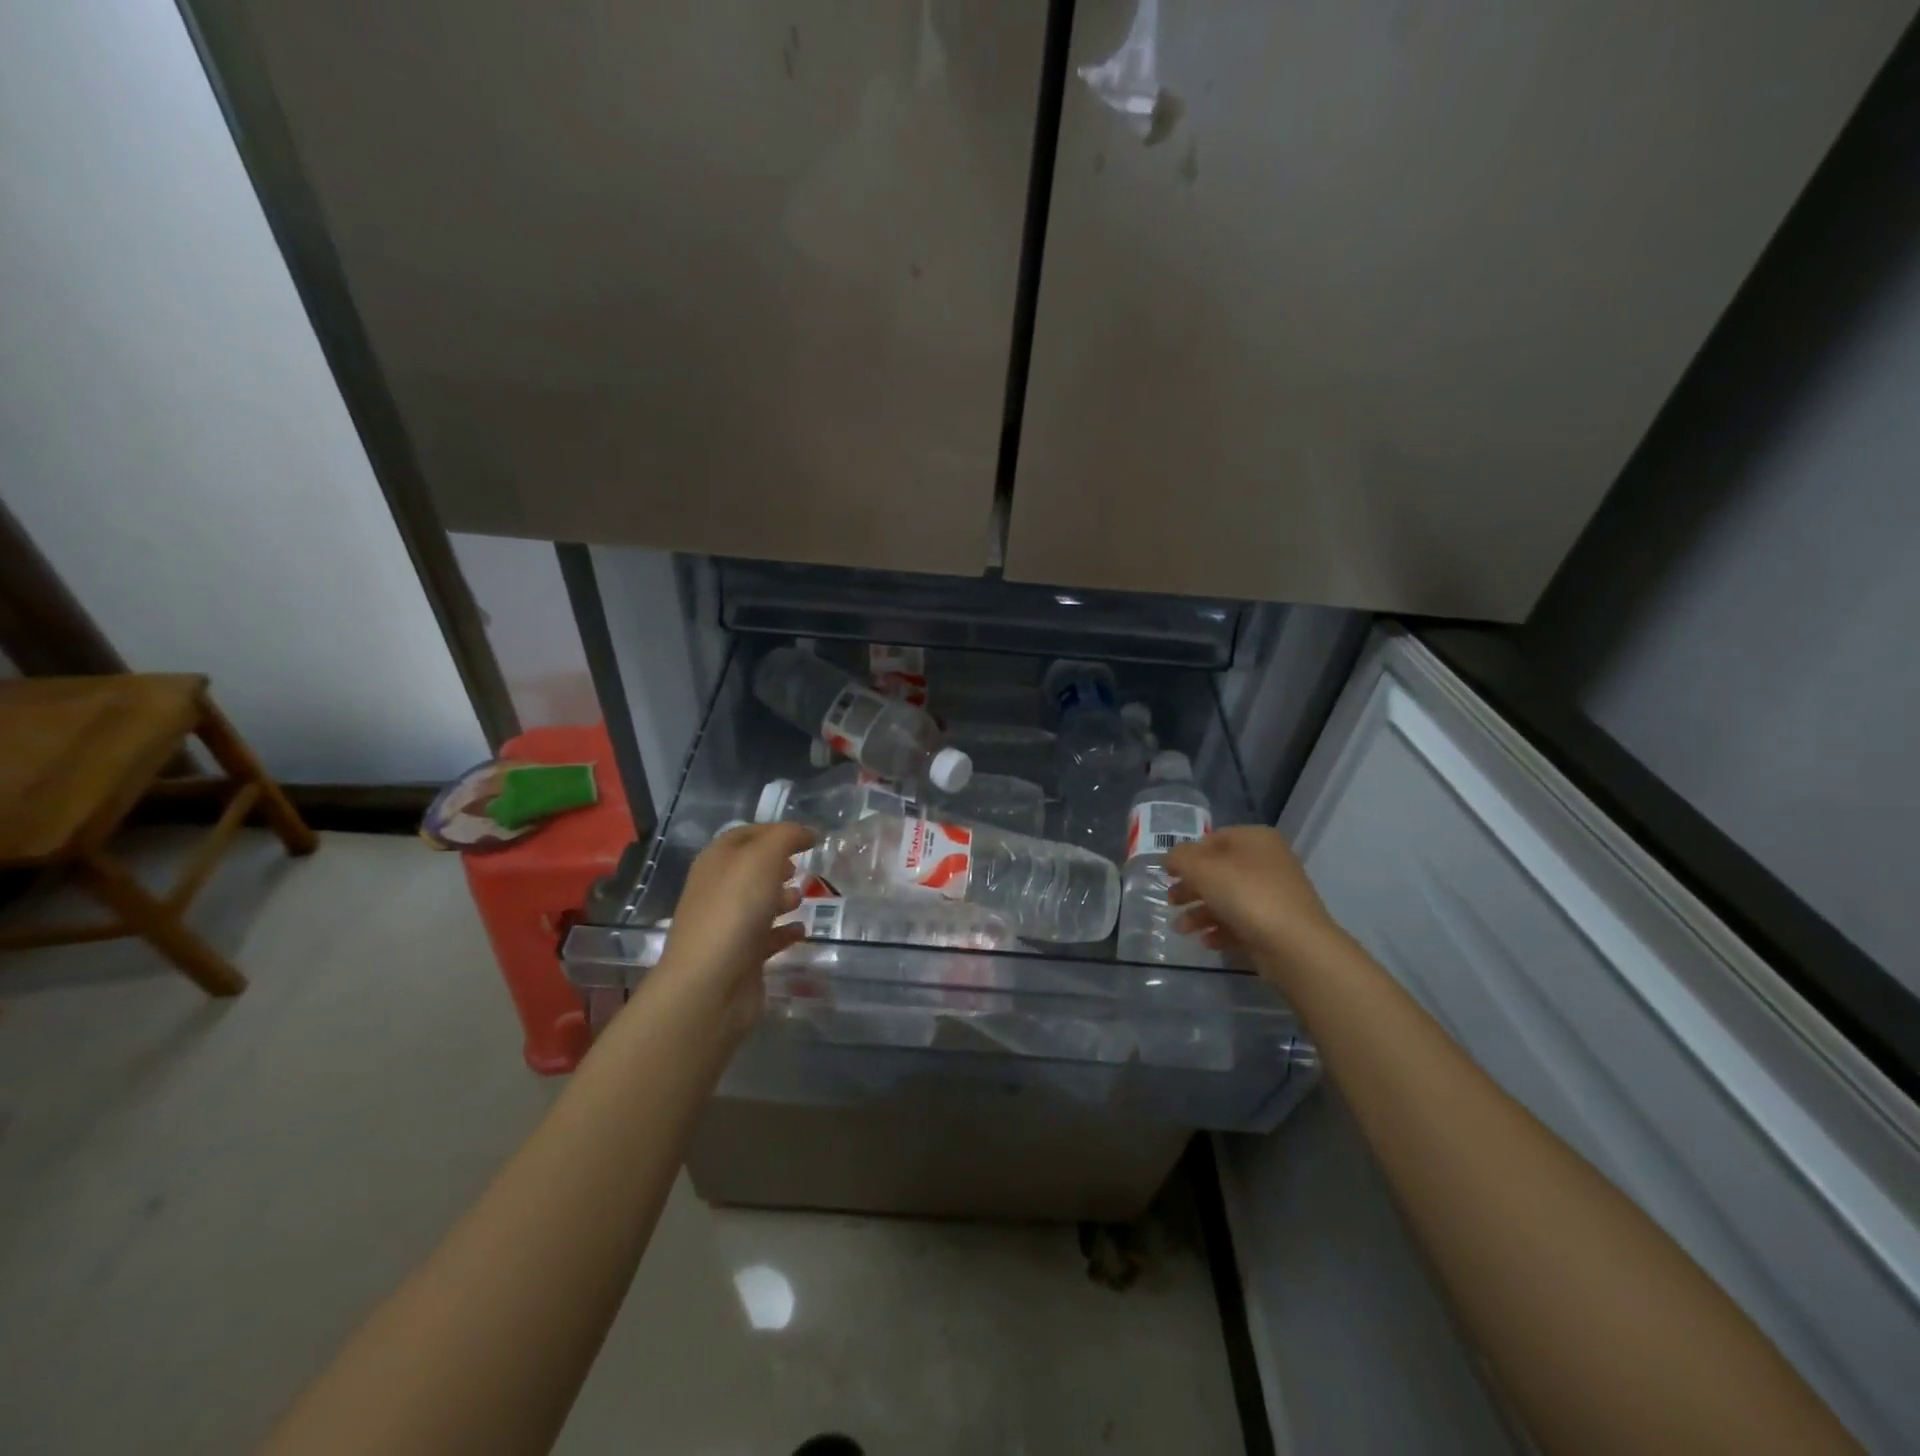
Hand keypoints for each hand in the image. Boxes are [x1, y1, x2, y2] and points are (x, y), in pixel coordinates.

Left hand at [654, 822, 814, 1034]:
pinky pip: (766, 937)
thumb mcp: (762, 858)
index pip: (745, 835)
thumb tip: (805, 833)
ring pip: (758, 903)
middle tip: (805, 865)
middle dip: (779, 864)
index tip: (808, 837)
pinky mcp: (741, 957)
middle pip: (750, 869)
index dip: (775, 831)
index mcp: (715, 862)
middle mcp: (717, 890)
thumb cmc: (734, 911)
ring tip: (806, 896)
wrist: (710, 985)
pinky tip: (803, 930)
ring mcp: (727, 926)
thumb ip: (785, 838)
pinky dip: (785, 931)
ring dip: (782, 897)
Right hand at [1166, 826, 1342, 982]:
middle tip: (1170, 902)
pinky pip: (1240, 922)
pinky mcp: (1275, 925)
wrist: (1295, 946)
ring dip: (1199, 913)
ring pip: (1227, 899)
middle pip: (1219, 871)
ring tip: (1181, 929)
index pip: (1213, 839)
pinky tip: (1206, 942)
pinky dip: (1220, 930)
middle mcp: (1268, 863)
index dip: (1187, 855)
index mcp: (1255, 840)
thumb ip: (1180, 858)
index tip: (1168, 874)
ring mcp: (1274, 896)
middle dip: (1190, 888)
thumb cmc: (1246, 895)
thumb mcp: (1202, 868)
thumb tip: (1171, 858)